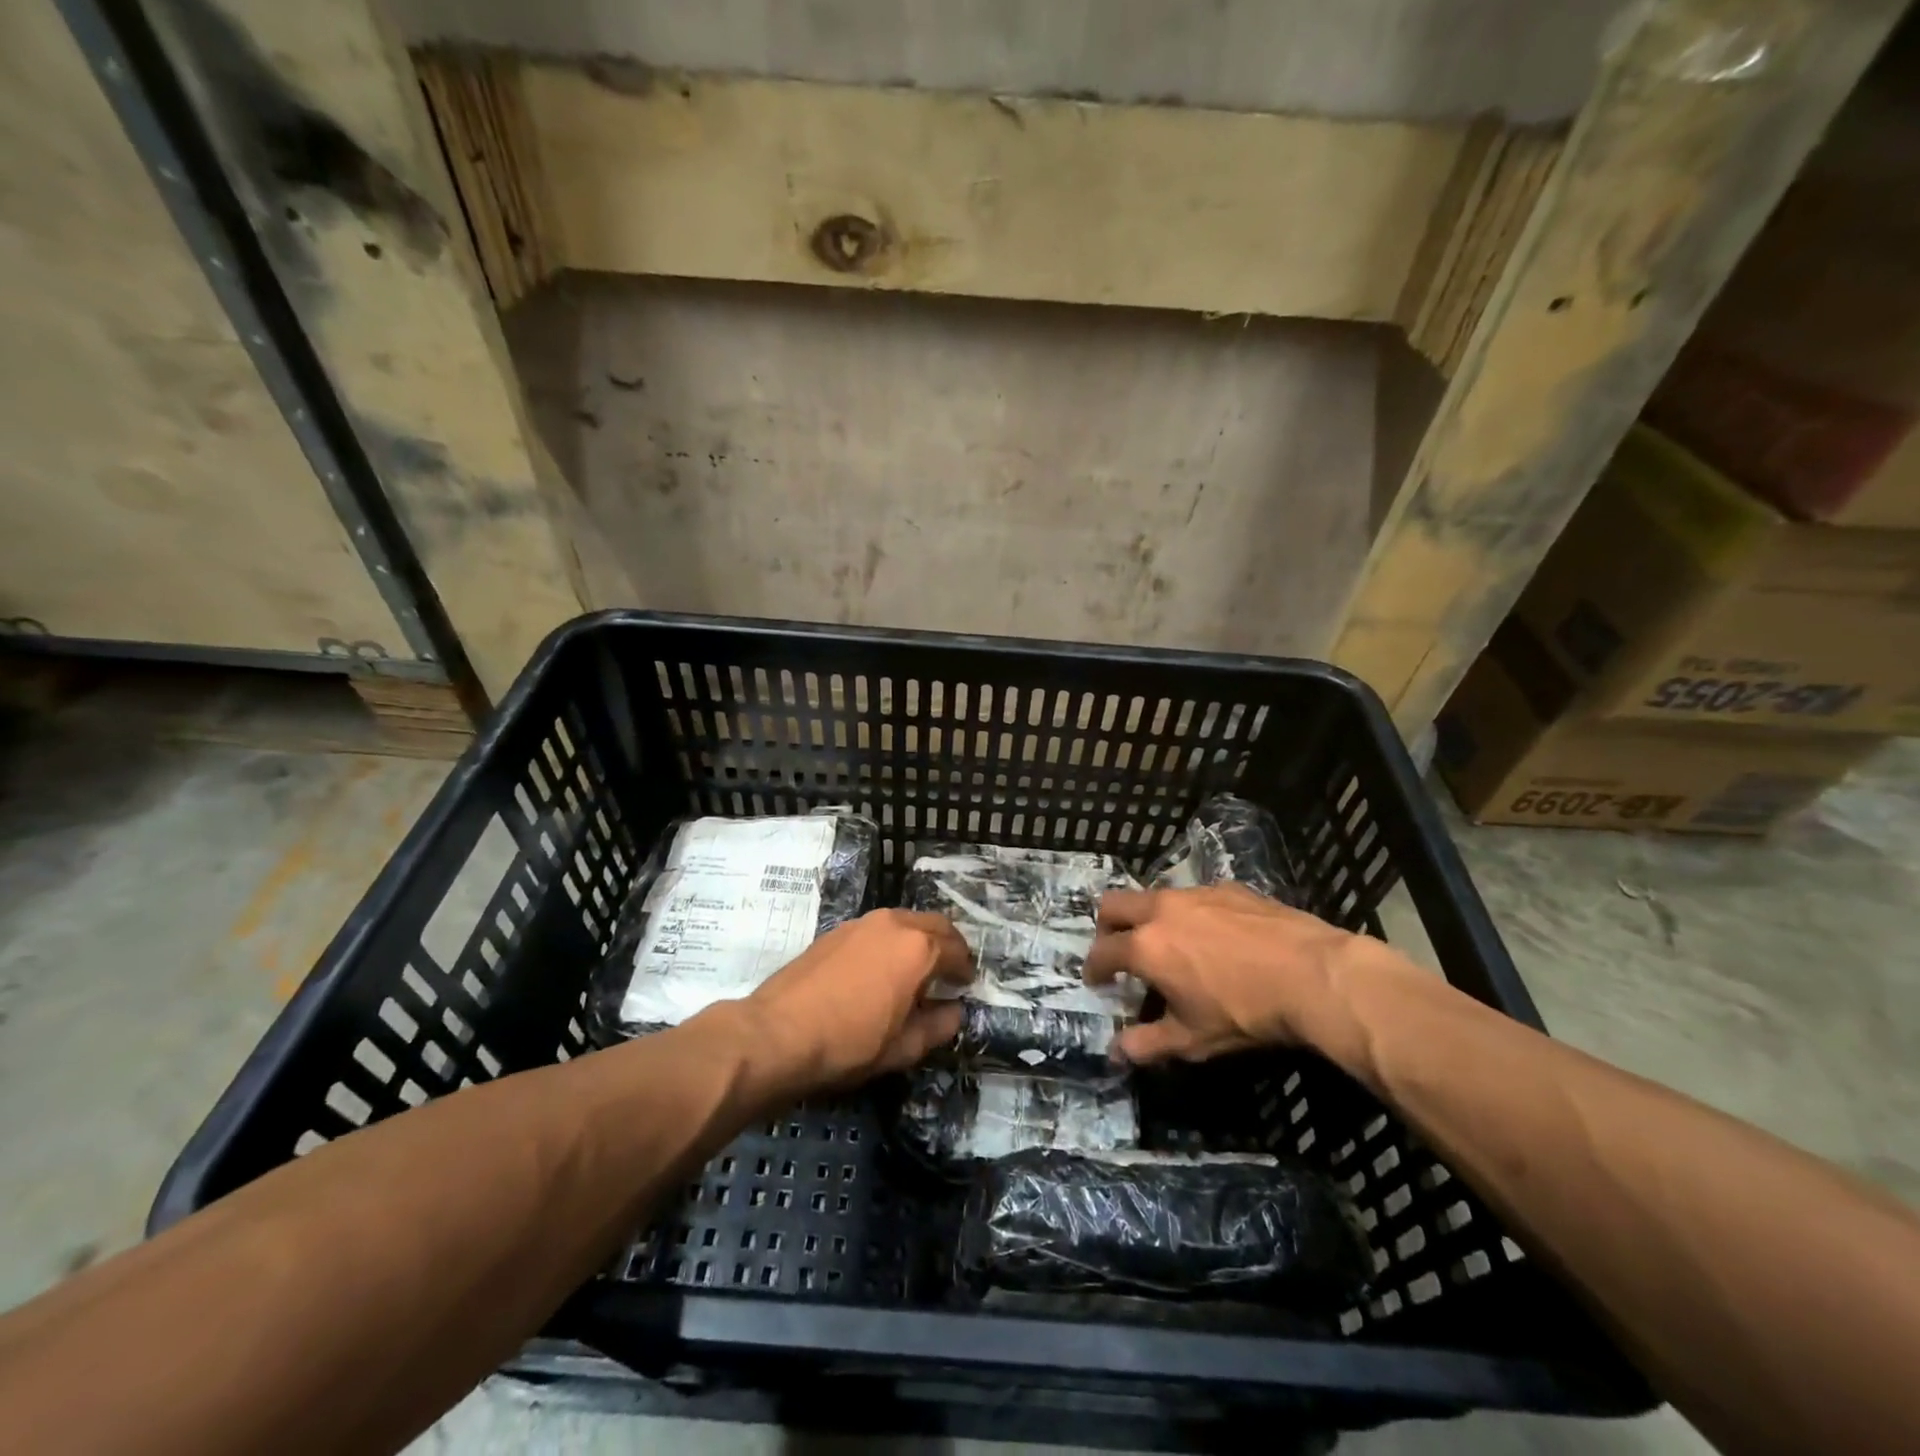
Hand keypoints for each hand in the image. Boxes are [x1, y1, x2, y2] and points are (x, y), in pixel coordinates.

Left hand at [744, 909, 972, 1089]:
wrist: (778, 1033)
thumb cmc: (848, 1043)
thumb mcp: (903, 1047)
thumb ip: (938, 1026)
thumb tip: (955, 1011)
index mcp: (918, 948)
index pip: (957, 950)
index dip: (966, 970)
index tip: (966, 986)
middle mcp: (895, 924)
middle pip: (935, 925)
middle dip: (948, 945)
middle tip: (949, 971)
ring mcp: (863, 922)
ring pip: (905, 921)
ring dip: (919, 939)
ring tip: (916, 969)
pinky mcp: (837, 930)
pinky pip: (879, 928)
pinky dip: (892, 941)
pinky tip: (881, 968)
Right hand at [1083, 884, 1372, 1065]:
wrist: (1313, 975)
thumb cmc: (1244, 1012)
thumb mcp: (1192, 1038)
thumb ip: (1147, 1044)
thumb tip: (1115, 1054)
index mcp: (1146, 946)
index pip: (1103, 952)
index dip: (1093, 967)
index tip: (1095, 979)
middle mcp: (1162, 910)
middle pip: (1114, 904)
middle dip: (1107, 926)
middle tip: (1118, 949)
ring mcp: (1196, 893)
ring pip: (1154, 895)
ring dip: (1148, 917)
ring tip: (1168, 943)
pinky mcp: (1228, 888)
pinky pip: (1194, 896)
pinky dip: (1189, 913)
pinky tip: (1214, 936)